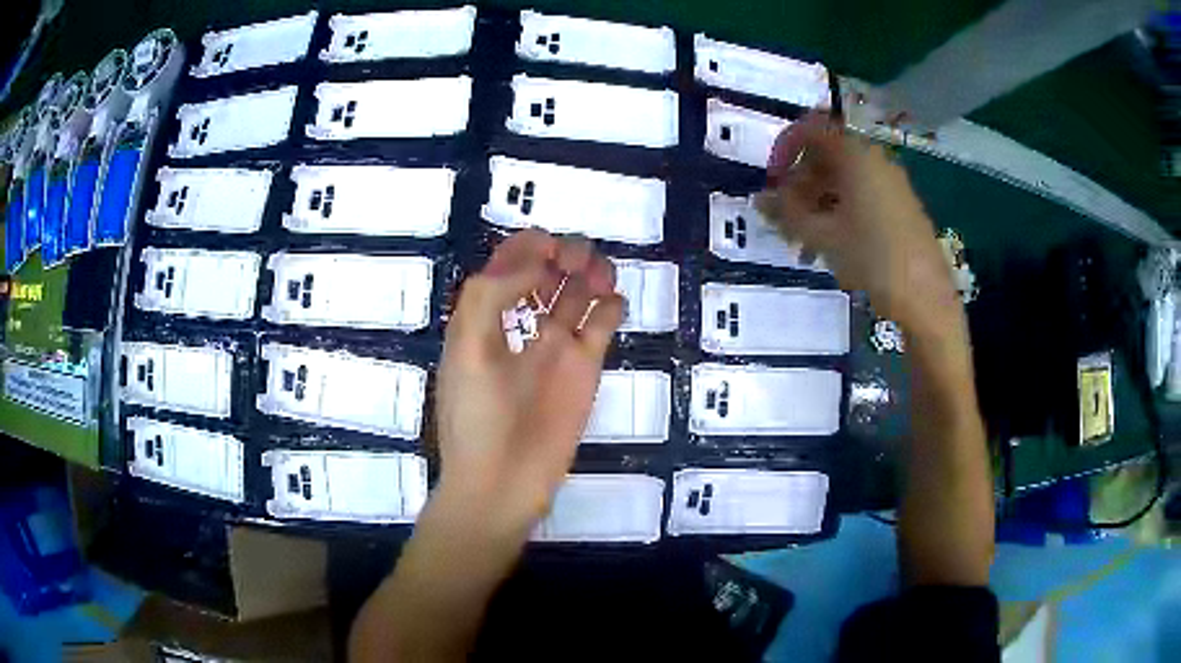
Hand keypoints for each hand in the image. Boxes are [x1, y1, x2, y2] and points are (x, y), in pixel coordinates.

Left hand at [435, 229, 623, 538]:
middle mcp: (522, 327)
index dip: (526, 247)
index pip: (506, 266)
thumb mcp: (467, 350)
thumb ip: (490, 297)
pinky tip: (612, 304)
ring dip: (589, 274)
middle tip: (574, 262)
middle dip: (561, 255)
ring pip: (577, 295)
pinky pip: (601, 328)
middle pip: (546, 273)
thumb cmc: (475, 419)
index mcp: (485, 319)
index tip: (547, 245)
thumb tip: (531, 262)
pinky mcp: (584, 371)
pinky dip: (610, 308)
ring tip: (598, 275)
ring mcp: (555, 349)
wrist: (500, 485)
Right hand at [756, 112, 956, 331]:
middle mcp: (875, 160)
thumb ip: (786, 213)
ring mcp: (891, 183)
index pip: (811, 131)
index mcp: (855, 156)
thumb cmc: (872, 258)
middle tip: (786, 220)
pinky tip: (833, 246)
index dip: (784, 150)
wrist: (926, 297)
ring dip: (818, 204)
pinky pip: (862, 195)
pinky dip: (841, 211)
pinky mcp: (901, 205)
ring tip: (805, 244)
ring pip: (844, 180)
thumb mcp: (823, 236)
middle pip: (827, 157)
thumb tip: (760, 199)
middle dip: (800, 185)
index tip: (773, 182)